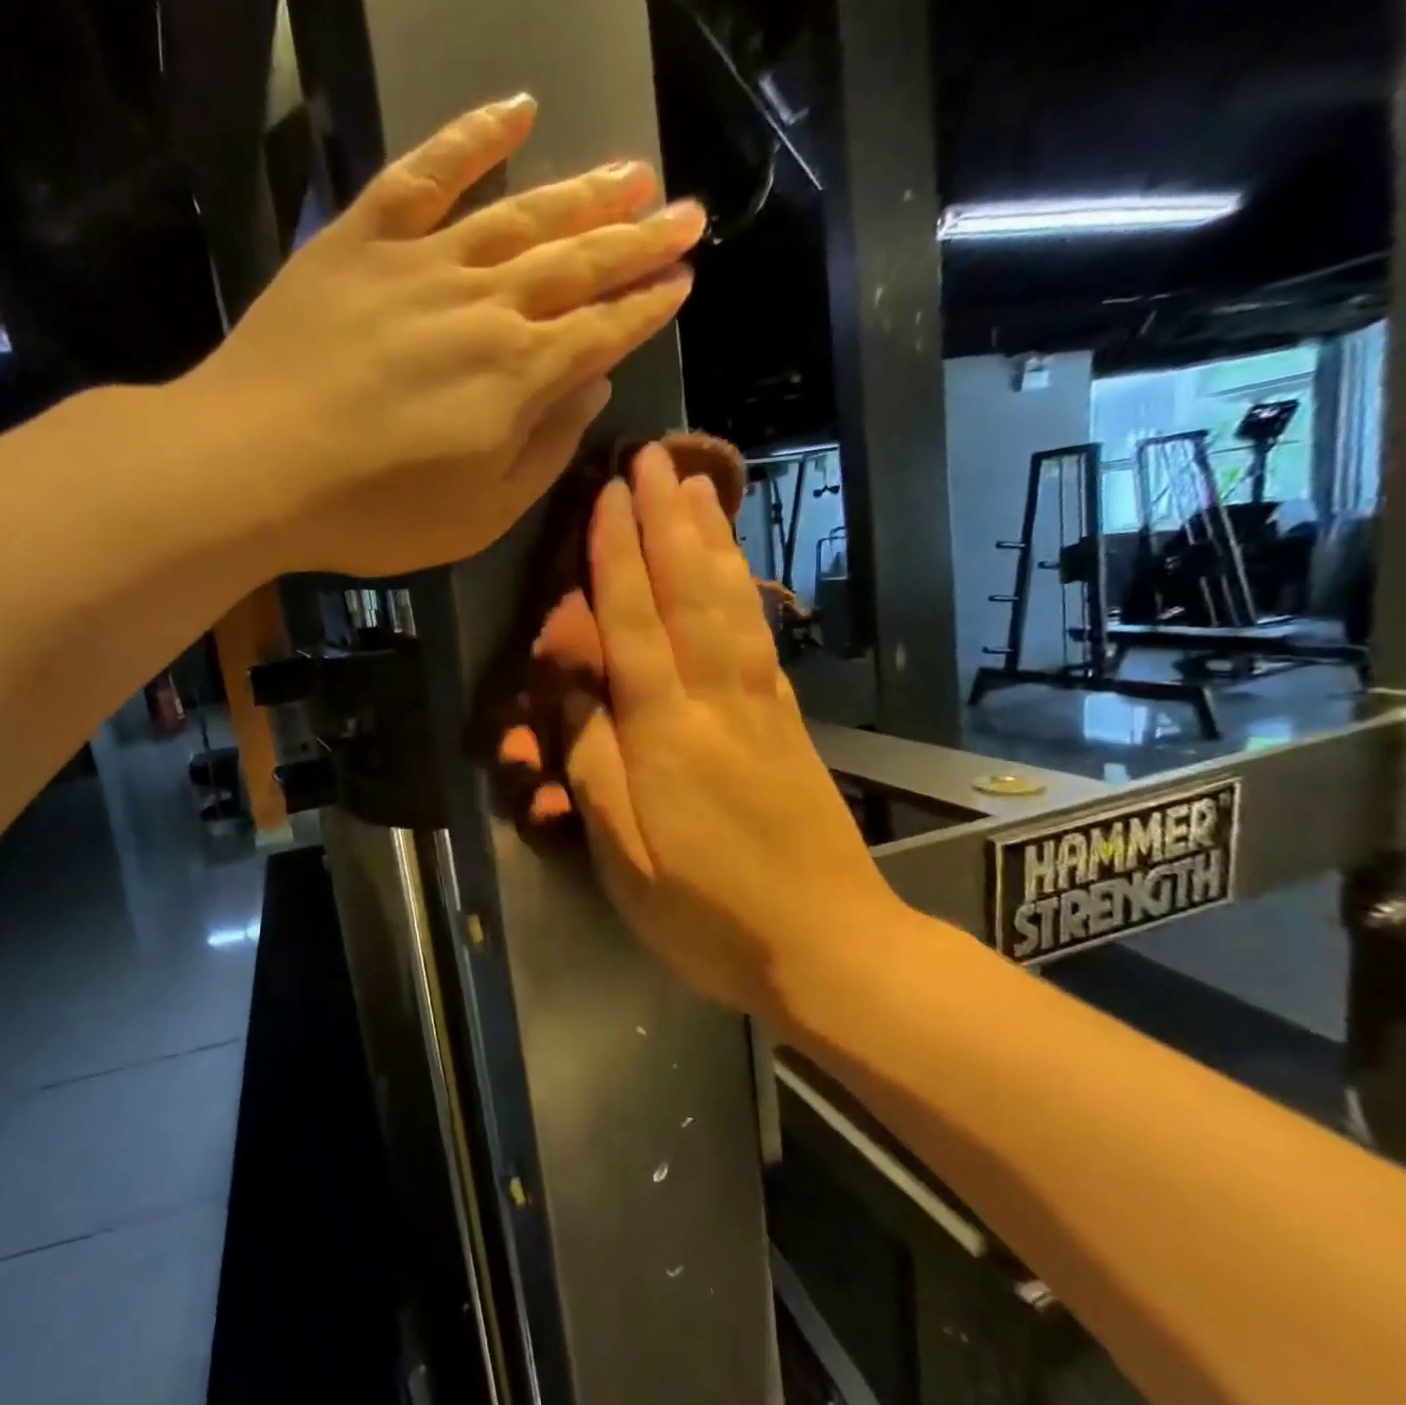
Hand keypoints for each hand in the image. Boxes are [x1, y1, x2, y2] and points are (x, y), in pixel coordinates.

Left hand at [198, 95, 705, 577]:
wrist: (254, 467)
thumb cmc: (373, 513)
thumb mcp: (479, 515)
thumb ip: (544, 451)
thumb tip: (590, 387)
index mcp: (519, 376)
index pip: (604, 331)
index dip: (647, 308)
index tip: (683, 283)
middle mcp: (486, 304)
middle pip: (578, 262)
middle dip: (639, 240)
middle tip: (687, 213)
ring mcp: (422, 262)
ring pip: (521, 213)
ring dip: (583, 191)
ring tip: (633, 172)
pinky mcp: (361, 240)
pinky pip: (426, 173)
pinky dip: (473, 137)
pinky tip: (517, 111)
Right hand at [564, 444, 904, 1017]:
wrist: (830, 947)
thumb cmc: (709, 915)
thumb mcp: (627, 858)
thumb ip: (596, 769)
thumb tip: (575, 695)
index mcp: (667, 736)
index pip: (634, 627)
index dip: (616, 559)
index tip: (607, 496)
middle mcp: (717, 704)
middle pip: (688, 596)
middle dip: (666, 522)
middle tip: (652, 457)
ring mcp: (761, 709)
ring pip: (730, 605)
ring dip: (710, 539)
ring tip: (697, 485)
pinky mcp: (788, 724)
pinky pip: (758, 636)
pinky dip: (744, 587)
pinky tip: (737, 565)